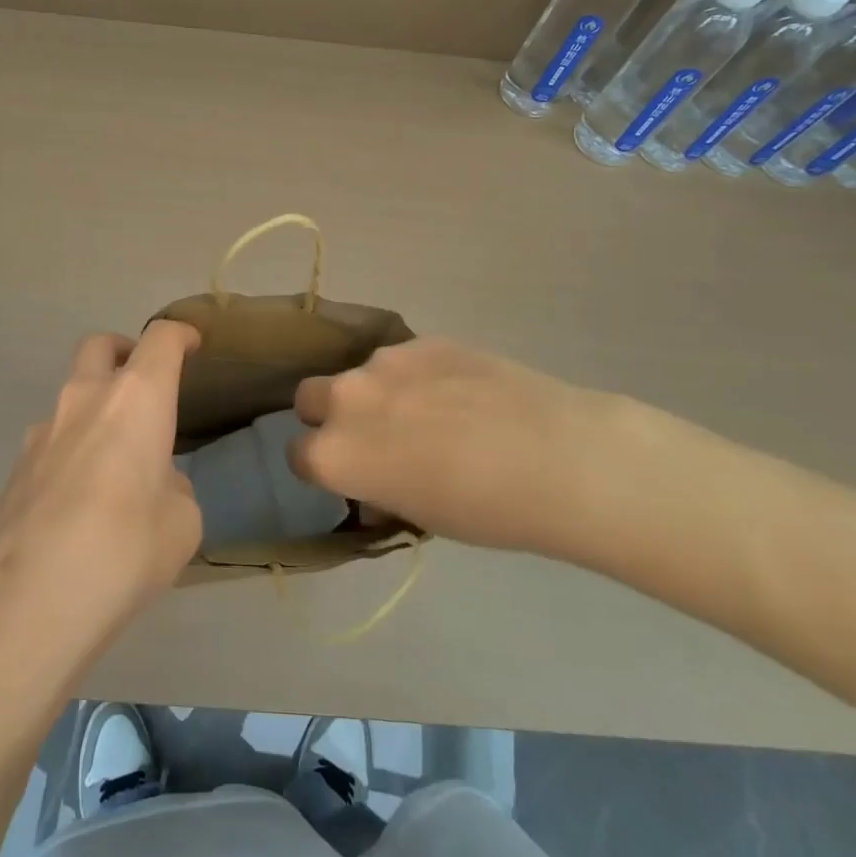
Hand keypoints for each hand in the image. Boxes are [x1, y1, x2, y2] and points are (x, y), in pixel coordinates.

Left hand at [0, 321, 201, 676]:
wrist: (29, 605)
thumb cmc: (125, 552)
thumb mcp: (182, 523)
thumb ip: (173, 488)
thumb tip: (154, 485)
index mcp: (136, 399)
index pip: (161, 340)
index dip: (179, 334)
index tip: (191, 343)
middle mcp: (85, 400)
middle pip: (100, 345)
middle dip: (124, 351)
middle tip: (143, 380)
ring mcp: (42, 432)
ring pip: (71, 395)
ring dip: (95, 408)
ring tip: (115, 459)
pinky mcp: (15, 469)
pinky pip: (51, 440)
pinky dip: (72, 449)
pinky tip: (80, 500)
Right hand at [290, 338, 636, 558]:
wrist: (556, 457)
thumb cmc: (484, 510)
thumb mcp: (418, 516)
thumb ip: (378, 491)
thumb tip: (377, 484)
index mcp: (334, 453)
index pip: (299, 455)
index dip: (323, 466)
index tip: (351, 474)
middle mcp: (346, 399)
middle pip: (310, 398)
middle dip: (331, 415)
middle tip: (376, 436)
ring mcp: (384, 362)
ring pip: (362, 374)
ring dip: (380, 392)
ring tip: (434, 413)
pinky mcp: (423, 340)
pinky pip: (404, 359)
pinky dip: (418, 376)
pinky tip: (462, 394)